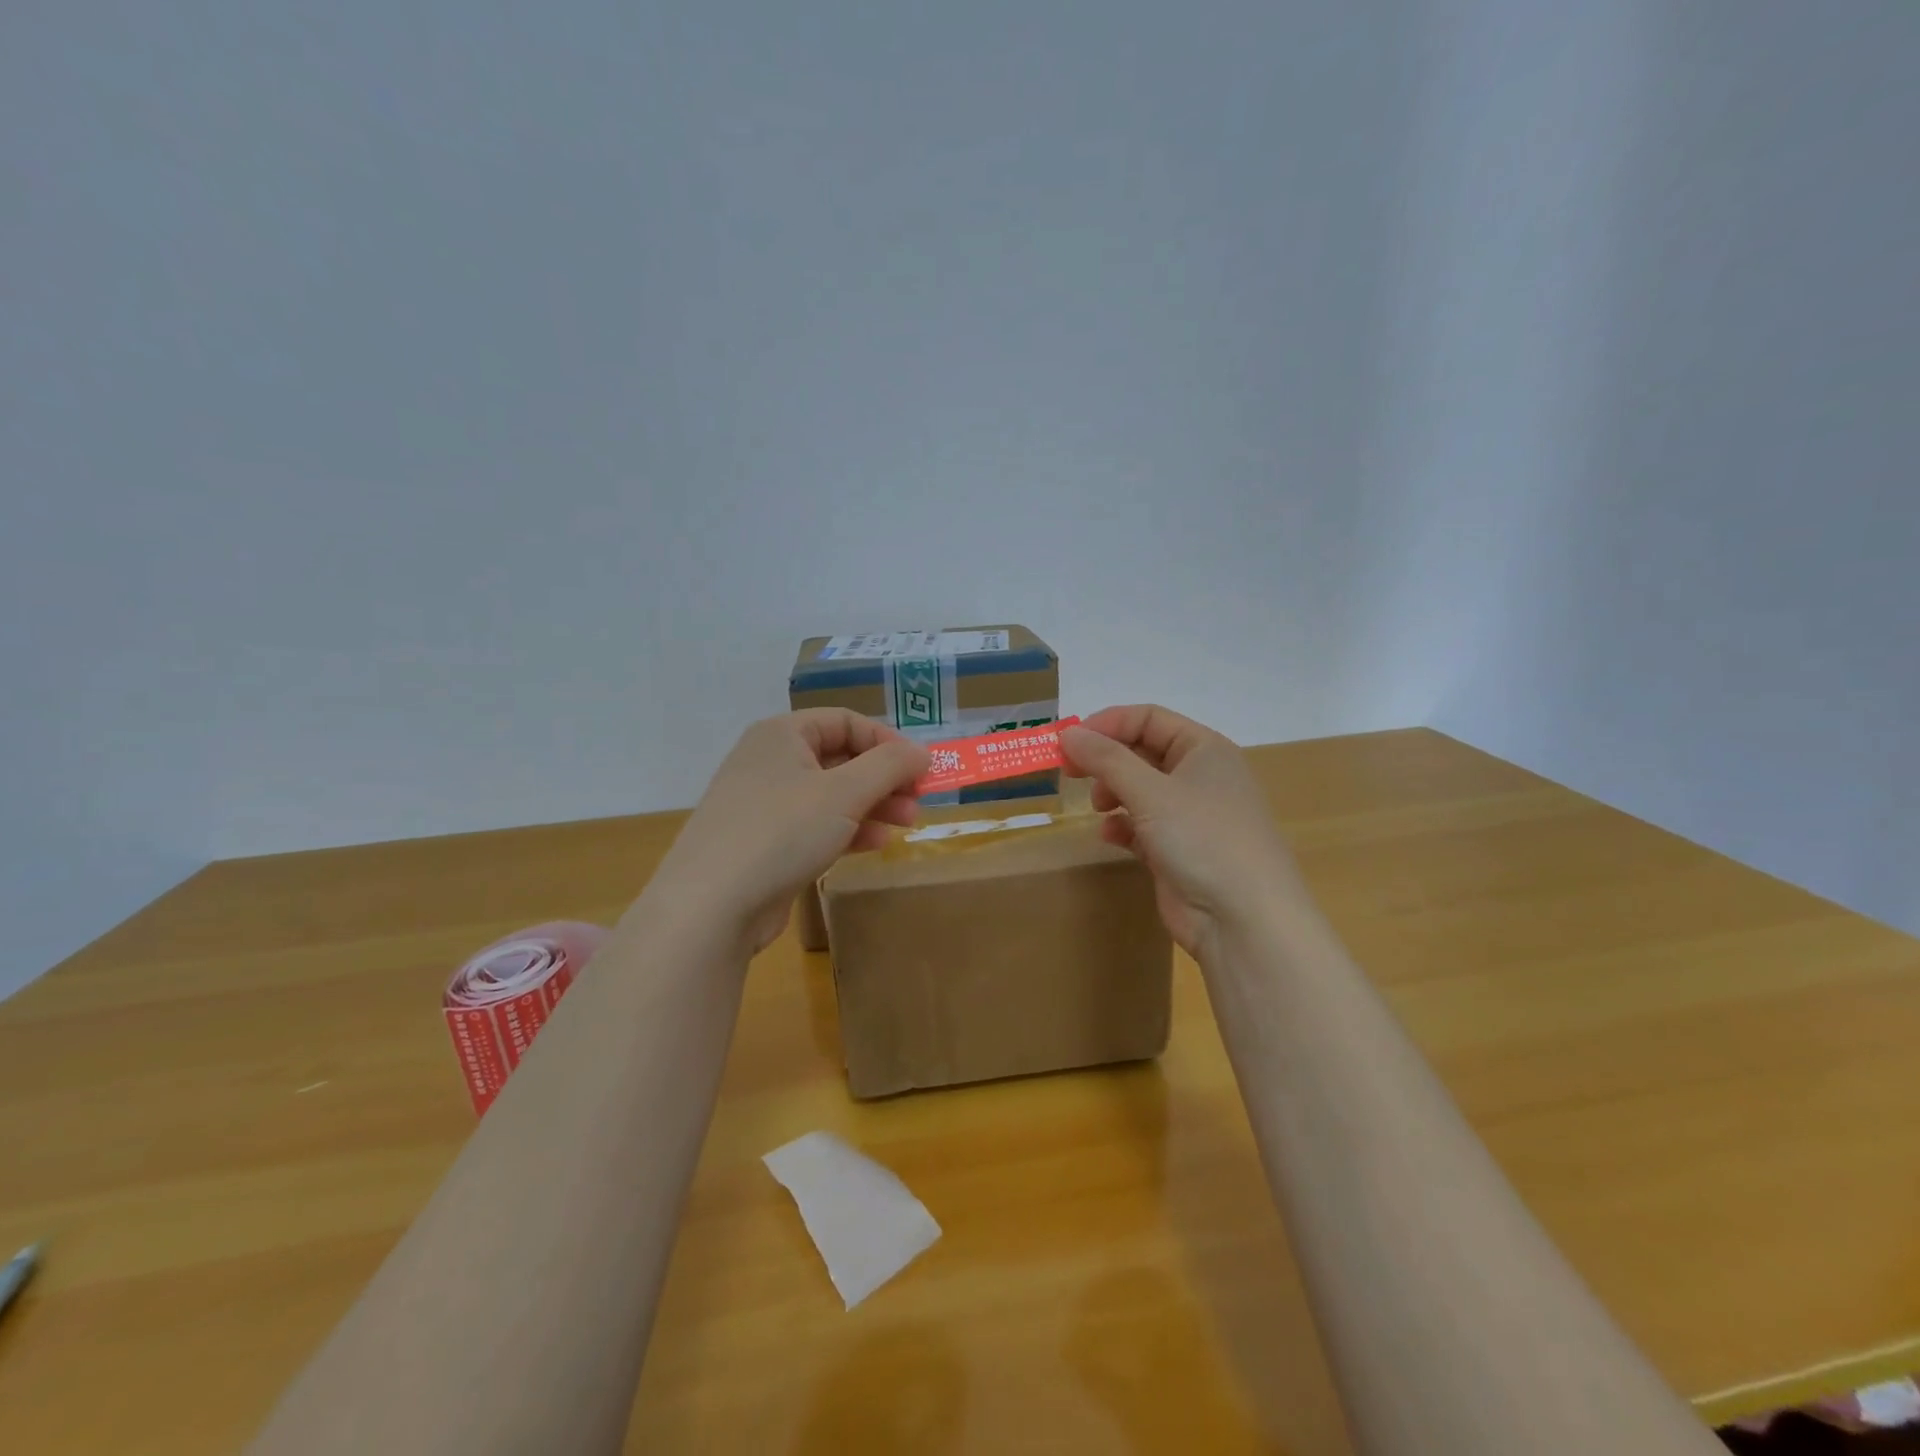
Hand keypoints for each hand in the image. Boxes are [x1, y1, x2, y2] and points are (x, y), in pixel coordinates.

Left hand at [649, 710, 930, 952]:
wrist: (710, 906)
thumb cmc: (781, 832)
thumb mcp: (845, 792)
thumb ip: (889, 766)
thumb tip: (922, 753)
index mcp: (782, 735)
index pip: (846, 722)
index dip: (887, 742)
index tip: (921, 769)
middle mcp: (770, 762)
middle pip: (840, 758)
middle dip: (884, 778)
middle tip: (918, 801)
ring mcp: (765, 804)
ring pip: (831, 795)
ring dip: (872, 805)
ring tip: (906, 824)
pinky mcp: (765, 843)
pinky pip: (815, 825)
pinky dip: (848, 829)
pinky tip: (875, 844)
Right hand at [1061, 705, 1304, 958]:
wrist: (1244, 919)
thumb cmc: (1203, 838)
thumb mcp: (1151, 792)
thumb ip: (1106, 759)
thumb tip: (1067, 733)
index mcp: (1204, 749)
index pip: (1148, 718)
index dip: (1107, 725)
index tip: (1069, 742)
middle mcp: (1199, 776)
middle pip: (1141, 752)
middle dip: (1105, 760)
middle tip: (1070, 772)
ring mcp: (1190, 815)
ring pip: (1139, 789)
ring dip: (1112, 792)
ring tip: (1098, 807)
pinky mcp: (1178, 850)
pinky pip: (1141, 825)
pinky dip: (1122, 825)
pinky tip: (1110, 836)